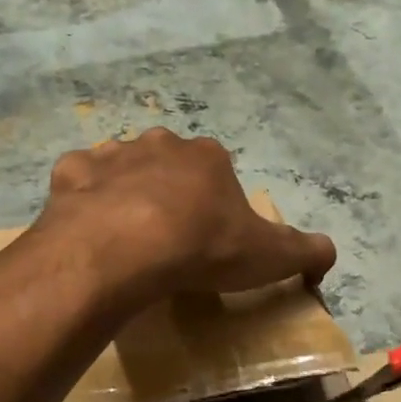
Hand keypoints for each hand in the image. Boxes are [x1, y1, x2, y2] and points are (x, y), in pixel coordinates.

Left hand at [38, 129, 336, 300]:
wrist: (127, 248)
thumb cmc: (203, 247)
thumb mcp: (269, 256)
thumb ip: (306, 251)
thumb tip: (330, 253)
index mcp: (208, 158)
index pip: (217, 170)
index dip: (214, 202)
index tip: (208, 235)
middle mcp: (160, 145)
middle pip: (168, 163)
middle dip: (168, 191)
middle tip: (166, 236)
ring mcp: (111, 155)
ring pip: (121, 168)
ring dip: (123, 192)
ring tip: (125, 235)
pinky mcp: (70, 174)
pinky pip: (79, 182)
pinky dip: (83, 199)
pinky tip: (87, 227)